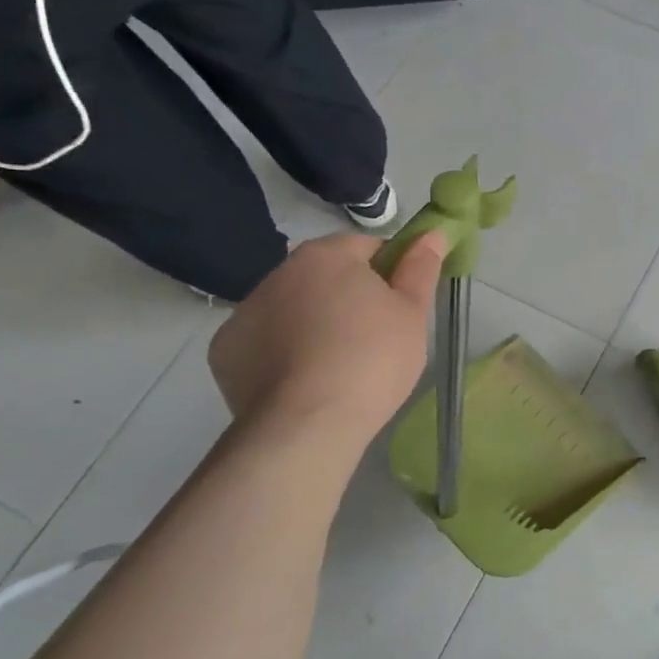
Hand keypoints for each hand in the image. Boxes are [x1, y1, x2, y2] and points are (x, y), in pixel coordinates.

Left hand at [209, 231, 446, 450]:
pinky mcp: (225, 352)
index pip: (368, 247)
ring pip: (293, 308)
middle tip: (375, 338)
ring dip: (313, 323)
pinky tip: (303, 381)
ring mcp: (245, 312)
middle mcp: (279, 273)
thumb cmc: (372, 359)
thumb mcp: (412, 312)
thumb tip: (433, 233)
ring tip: (337, 366)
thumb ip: (421, 267)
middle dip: (348, 297)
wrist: (307, 425)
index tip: (400, 307)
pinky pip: (264, 342)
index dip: (390, 274)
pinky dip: (282, 353)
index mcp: (327, 255)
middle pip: (326, 276)